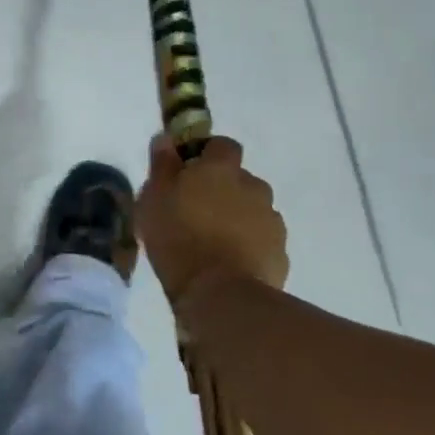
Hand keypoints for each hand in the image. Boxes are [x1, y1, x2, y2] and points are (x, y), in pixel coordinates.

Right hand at [136, 134, 287, 305]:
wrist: (220, 295)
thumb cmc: (179, 239)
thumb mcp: (153, 199)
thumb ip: (162, 166)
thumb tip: (167, 139)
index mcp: (221, 169)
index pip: (222, 145)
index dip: (207, 155)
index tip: (189, 173)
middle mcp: (253, 186)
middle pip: (240, 179)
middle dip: (223, 190)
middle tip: (197, 213)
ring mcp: (272, 220)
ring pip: (253, 210)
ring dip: (238, 218)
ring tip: (213, 243)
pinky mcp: (281, 253)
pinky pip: (262, 240)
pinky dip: (249, 246)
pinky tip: (229, 265)